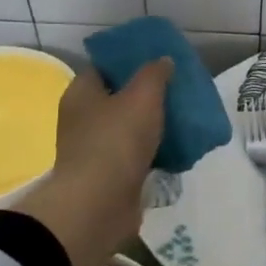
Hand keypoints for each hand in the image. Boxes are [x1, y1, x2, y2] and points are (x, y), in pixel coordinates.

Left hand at [18, 60, 170, 265]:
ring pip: (129, 128)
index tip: (159, 61)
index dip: (130, 62)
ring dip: (153, 126)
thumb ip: (155, 74)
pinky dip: (154, 152)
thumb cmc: (116, 141)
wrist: (99, 205)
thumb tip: (163, 60)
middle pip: (119, 98)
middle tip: (178, 90)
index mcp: (82, 93)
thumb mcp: (142, 96)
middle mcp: (82, 119)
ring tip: (184, 119)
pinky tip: (178, 149)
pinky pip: (135, 156)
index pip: (104, 67)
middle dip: (147, 95)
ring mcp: (94, 149)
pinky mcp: (109, 175)